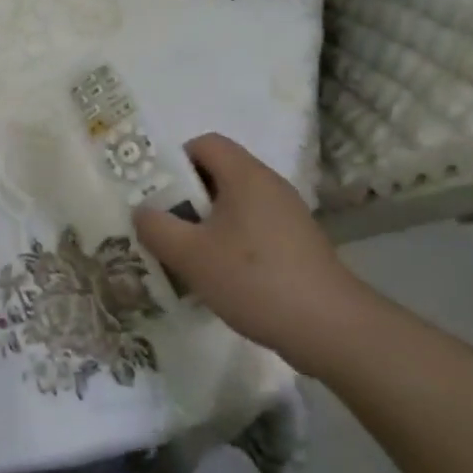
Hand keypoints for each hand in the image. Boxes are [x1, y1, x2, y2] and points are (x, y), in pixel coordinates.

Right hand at [132, 133, 372, 374]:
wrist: (331, 328)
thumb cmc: (255, 279)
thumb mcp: (191, 255)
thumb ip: (157, 228)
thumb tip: (141, 212)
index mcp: (245, 176)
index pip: (205, 144)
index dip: (174, 160)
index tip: (154, 191)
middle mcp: (269, 186)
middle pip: (218, 174)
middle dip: (184, 196)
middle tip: (159, 224)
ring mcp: (287, 216)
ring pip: (234, 206)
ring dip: (204, 224)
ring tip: (182, 254)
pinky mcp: (296, 245)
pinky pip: (251, 229)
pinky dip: (229, 243)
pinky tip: (216, 276)